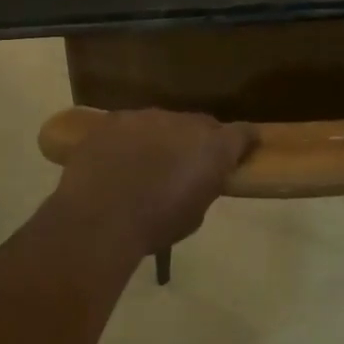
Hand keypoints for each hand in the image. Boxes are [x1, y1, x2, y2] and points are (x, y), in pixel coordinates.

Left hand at [50, 109, 256, 256]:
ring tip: (147, 165)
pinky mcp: (114, 119)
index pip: (243, 133)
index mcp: (213, 148)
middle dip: (200, 141)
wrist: (98, 218)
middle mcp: (184, 123)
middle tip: (188, 165)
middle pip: (202, 124)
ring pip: (163, 123)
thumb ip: (202, 187)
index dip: (245, 142)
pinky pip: (130, 126)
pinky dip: (130, 140)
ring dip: (162, 139)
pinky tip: (118, 162)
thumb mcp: (193, 215)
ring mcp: (146, 116)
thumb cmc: (154, 226)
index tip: (244, 150)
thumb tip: (195, 179)